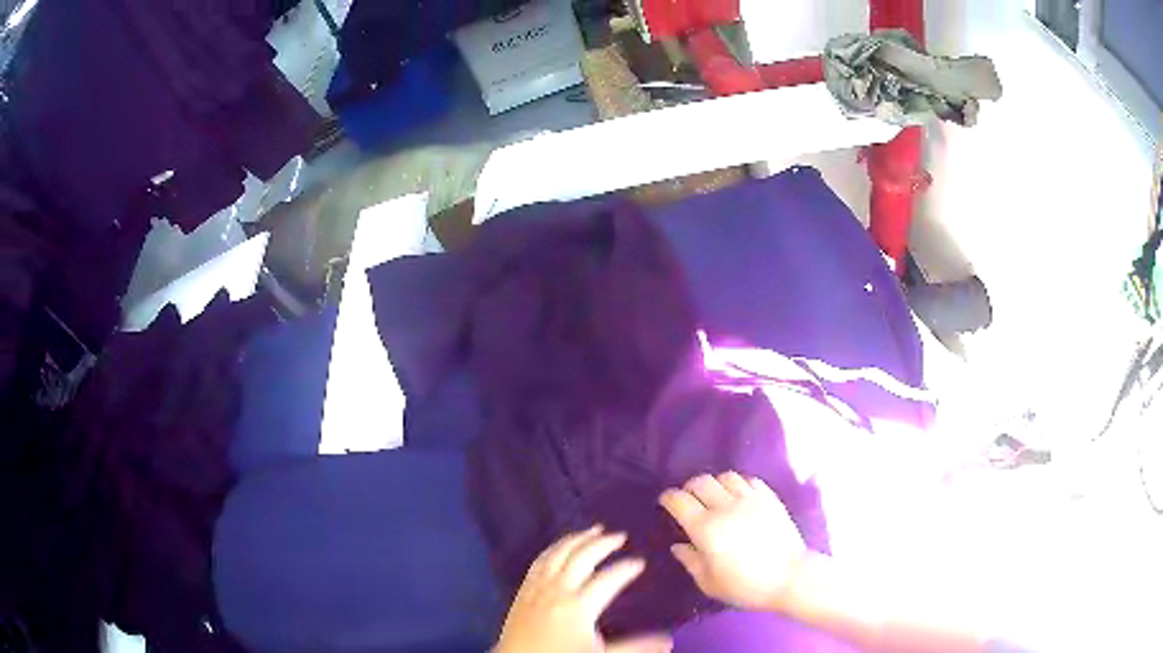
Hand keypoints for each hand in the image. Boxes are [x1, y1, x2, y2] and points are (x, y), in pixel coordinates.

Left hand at [493, 526, 672, 652]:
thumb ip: (635, 647)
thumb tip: (668, 639)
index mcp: (579, 606)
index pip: (609, 579)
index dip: (627, 568)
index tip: (641, 562)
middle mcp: (557, 590)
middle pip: (581, 558)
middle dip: (602, 544)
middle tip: (620, 536)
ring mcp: (537, 588)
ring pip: (557, 554)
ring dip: (577, 539)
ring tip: (593, 530)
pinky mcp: (522, 591)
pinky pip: (538, 562)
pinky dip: (553, 548)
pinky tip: (560, 547)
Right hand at [660, 472, 808, 612]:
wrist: (789, 577)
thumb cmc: (746, 586)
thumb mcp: (709, 583)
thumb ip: (690, 561)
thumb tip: (678, 545)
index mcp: (705, 529)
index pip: (679, 500)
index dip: (668, 498)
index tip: (665, 502)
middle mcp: (725, 507)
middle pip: (700, 481)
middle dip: (688, 488)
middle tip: (688, 499)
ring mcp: (750, 499)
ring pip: (725, 476)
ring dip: (714, 484)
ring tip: (715, 497)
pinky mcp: (769, 498)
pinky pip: (748, 480)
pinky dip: (738, 484)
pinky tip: (738, 497)